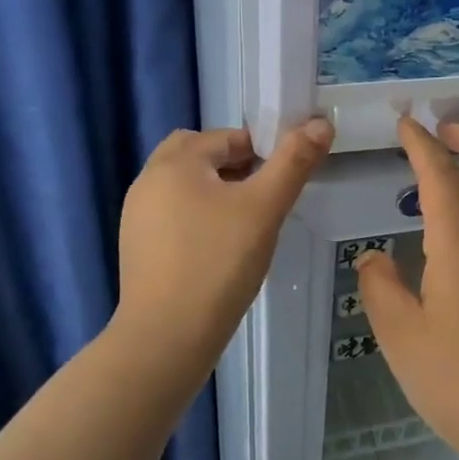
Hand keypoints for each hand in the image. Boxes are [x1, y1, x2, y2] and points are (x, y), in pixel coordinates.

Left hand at [112, 119, 333, 384]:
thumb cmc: (219, 263)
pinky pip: (174, 216)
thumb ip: (293, 162)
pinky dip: (199, 219)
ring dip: (216, 192)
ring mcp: (137, 217)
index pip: (226, 137)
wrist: (167, 337)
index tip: (284, 179)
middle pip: (197, 156)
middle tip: (263, 196)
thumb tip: (321, 123)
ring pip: (185, 187)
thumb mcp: (264, 208)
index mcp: (175, 162)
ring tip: (246, 224)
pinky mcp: (138, 248)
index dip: (261, 150)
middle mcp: (148, 181)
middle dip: (233, 166)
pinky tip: (220, 250)